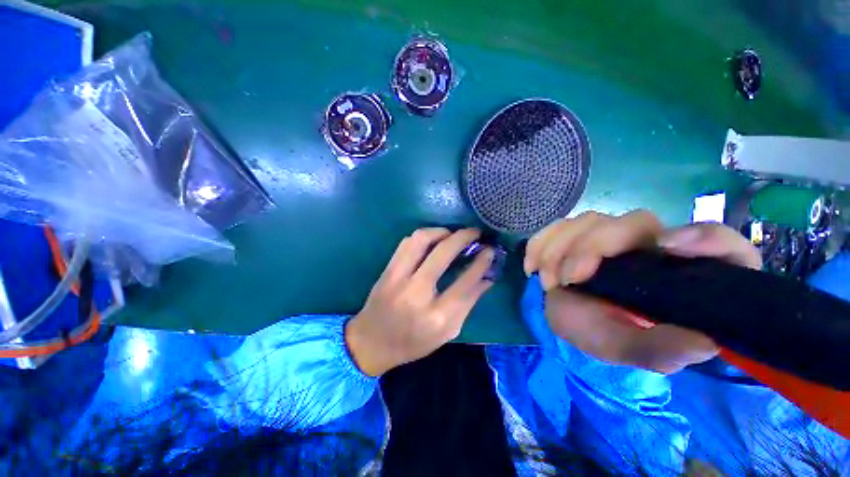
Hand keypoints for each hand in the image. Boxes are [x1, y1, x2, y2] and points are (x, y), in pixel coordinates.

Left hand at [345, 228, 494, 375]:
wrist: (371, 342)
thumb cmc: (414, 342)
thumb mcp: (448, 331)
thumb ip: (468, 303)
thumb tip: (487, 277)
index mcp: (436, 316)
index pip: (465, 281)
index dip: (481, 262)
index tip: (490, 250)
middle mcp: (417, 293)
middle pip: (443, 253)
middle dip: (463, 237)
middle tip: (475, 233)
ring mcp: (398, 278)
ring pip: (421, 240)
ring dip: (441, 231)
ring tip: (452, 234)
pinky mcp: (387, 270)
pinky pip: (406, 243)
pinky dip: (423, 236)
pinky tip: (432, 240)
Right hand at [524, 210, 761, 373]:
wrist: (572, 322)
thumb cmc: (609, 336)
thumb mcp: (634, 350)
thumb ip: (663, 350)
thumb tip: (704, 342)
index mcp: (679, 273)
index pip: (717, 241)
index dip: (703, 238)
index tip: (664, 248)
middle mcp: (648, 246)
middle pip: (633, 222)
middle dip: (591, 247)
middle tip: (567, 279)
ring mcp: (610, 237)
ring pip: (589, 219)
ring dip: (559, 248)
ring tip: (547, 281)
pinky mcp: (578, 235)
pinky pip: (558, 225)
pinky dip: (540, 242)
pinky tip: (531, 265)